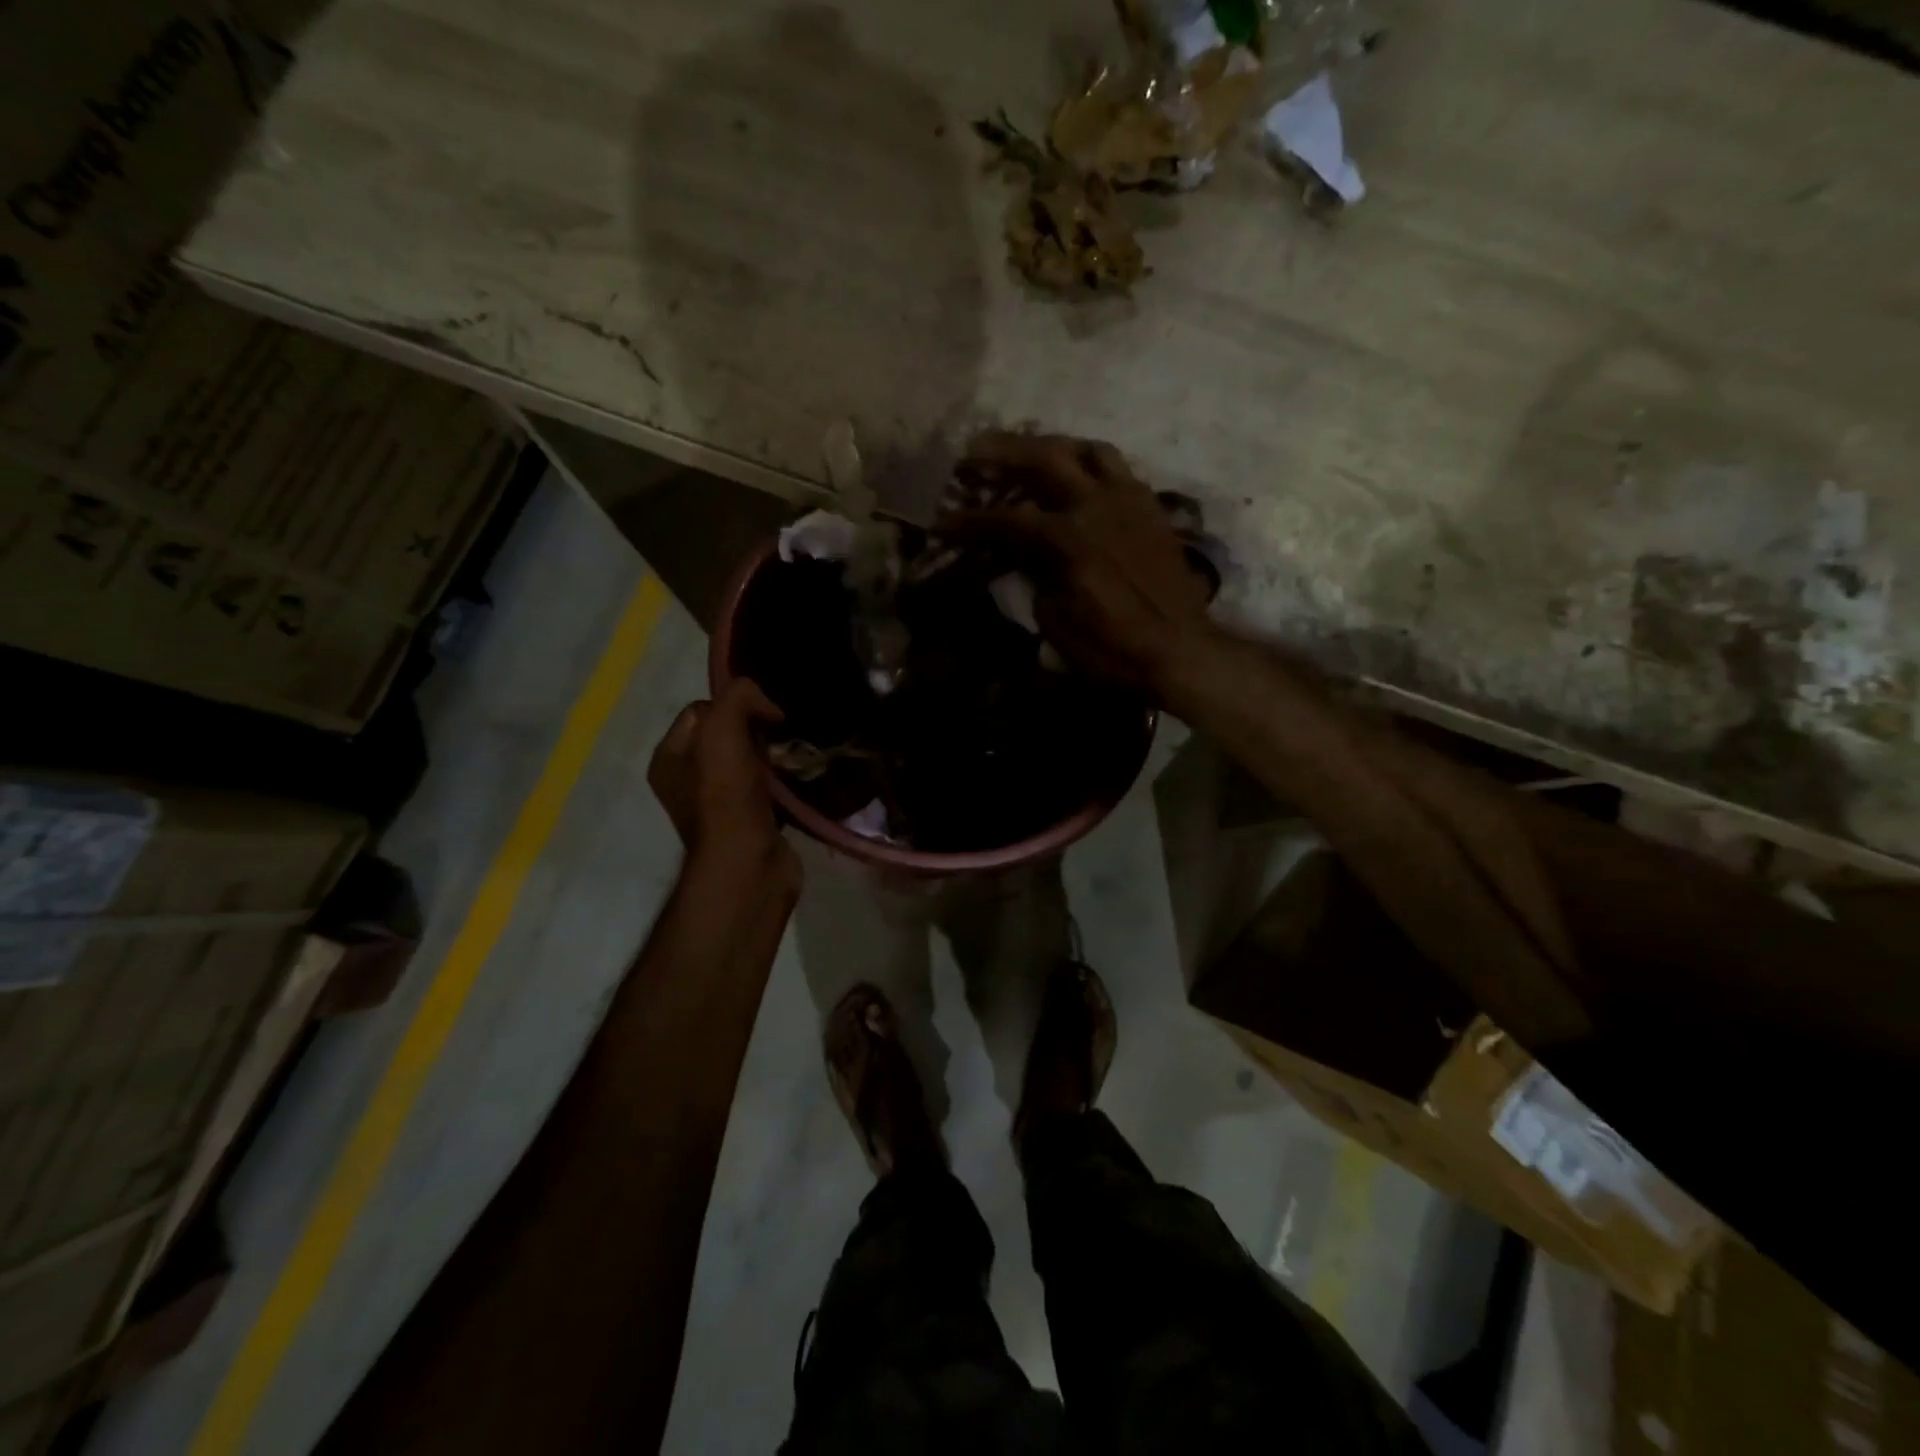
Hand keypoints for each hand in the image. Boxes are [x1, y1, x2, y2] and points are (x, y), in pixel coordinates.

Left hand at [649, 679, 797, 878]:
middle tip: (777, 738)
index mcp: (668, 757)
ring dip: (771, 756)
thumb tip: (767, 706)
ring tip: (792, 757)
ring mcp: (717, 804)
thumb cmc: (726, 794)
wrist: (748, 863)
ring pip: (748, 760)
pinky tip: (796, 779)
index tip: (762, 717)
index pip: (701, 709)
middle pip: (726, 734)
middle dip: (755, 730)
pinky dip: (781, 781)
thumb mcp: (723, 728)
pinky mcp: (747, 821)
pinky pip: (766, 787)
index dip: (733, 705)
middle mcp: (686, 780)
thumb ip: (739, 696)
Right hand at [941, 431, 1214, 691]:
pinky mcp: (1151, 510)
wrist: (1180, 652)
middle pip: (1045, 458)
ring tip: (1032, 453)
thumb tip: (1023, 559)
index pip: (1006, 519)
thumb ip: (1034, 580)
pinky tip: (1078, 479)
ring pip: (1089, 450)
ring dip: (1054, 446)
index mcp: (1069, 538)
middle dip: (1003, 451)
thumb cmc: (1112, 648)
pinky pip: (1119, 470)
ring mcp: (1130, 501)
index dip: (969, 521)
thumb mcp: (1055, 622)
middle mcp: (1098, 505)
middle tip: (974, 451)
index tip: (942, 521)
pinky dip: (1090, 465)